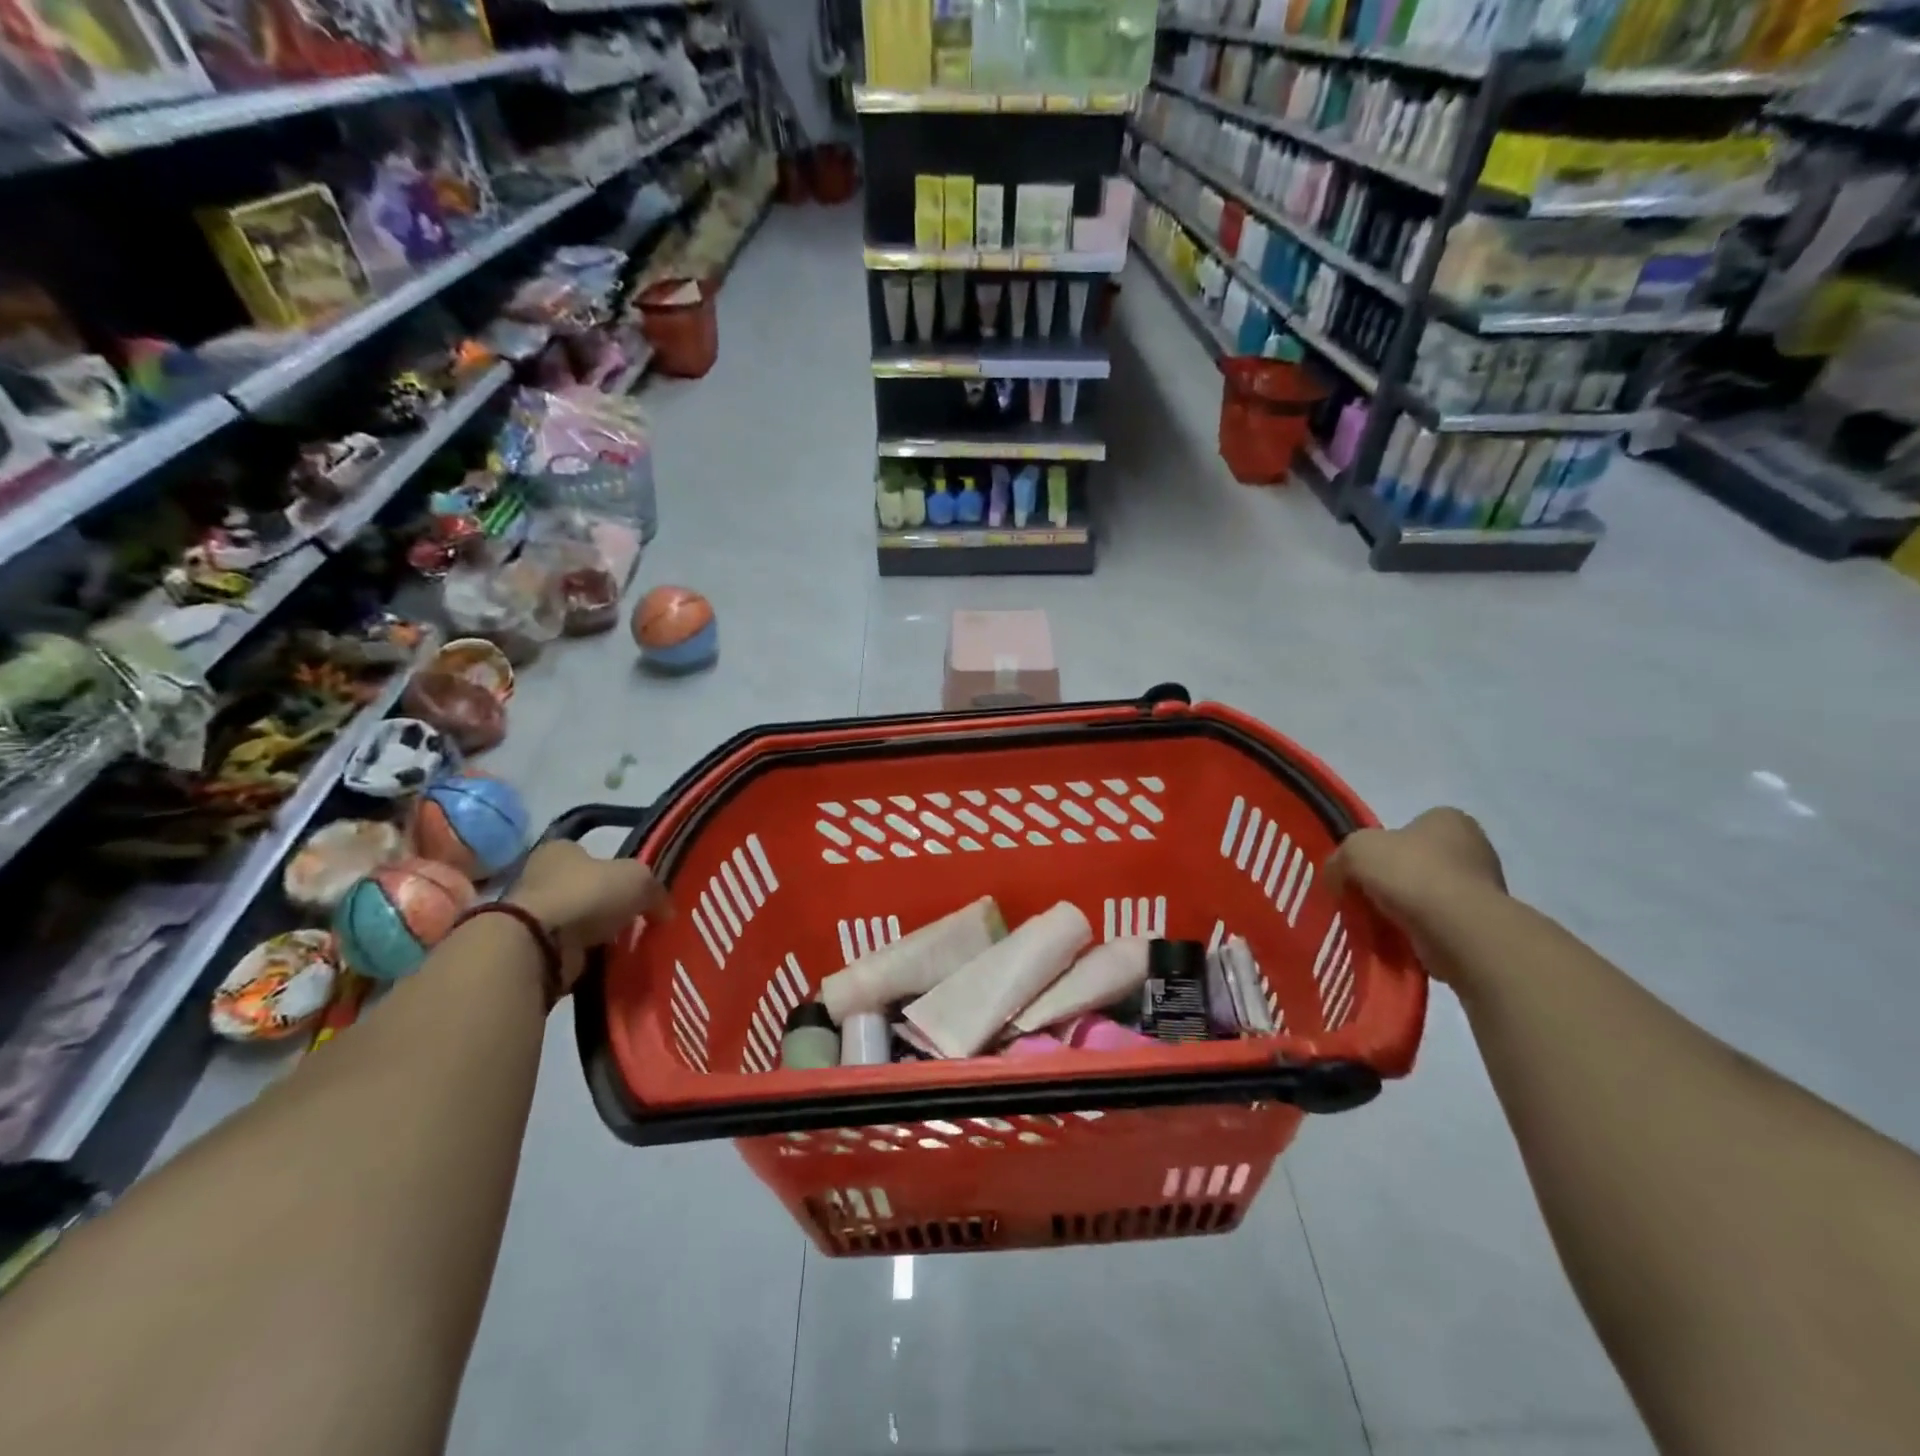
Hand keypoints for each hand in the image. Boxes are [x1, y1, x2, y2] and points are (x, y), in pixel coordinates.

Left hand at [507, 841, 671, 991]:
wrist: (539, 945)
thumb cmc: (587, 894)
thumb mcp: (638, 879)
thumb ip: (655, 891)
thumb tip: (665, 911)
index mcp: (560, 850)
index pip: (591, 854)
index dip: (615, 869)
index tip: (635, 889)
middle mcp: (540, 877)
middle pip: (584, 888)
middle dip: (607, 904)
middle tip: (635, 918)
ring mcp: (532, 915)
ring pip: (576, 921)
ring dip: (596, 933)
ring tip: (625, 943)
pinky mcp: (531, 948)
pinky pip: (568, 949)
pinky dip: (585, 955)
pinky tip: (606, 961)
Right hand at [1327, 808, 1504, 983]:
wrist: (1458, 930)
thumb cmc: (1410, 873)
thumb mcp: (1354, 851)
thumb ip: (1339, 858)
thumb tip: (1336, 877)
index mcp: (1447, 820)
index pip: (1409, 827)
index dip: (1382, 847)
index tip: (1365, 868)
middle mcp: (1473, 848)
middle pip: (1417, 863)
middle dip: (1393, 881)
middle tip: (1366, 898)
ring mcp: (1484, 888)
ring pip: (1428, 896)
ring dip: (1405, 909)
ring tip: (1380, 924)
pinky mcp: (1484, 924)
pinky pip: (1440, 924)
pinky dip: (1420, 932)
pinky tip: (1401, 941)